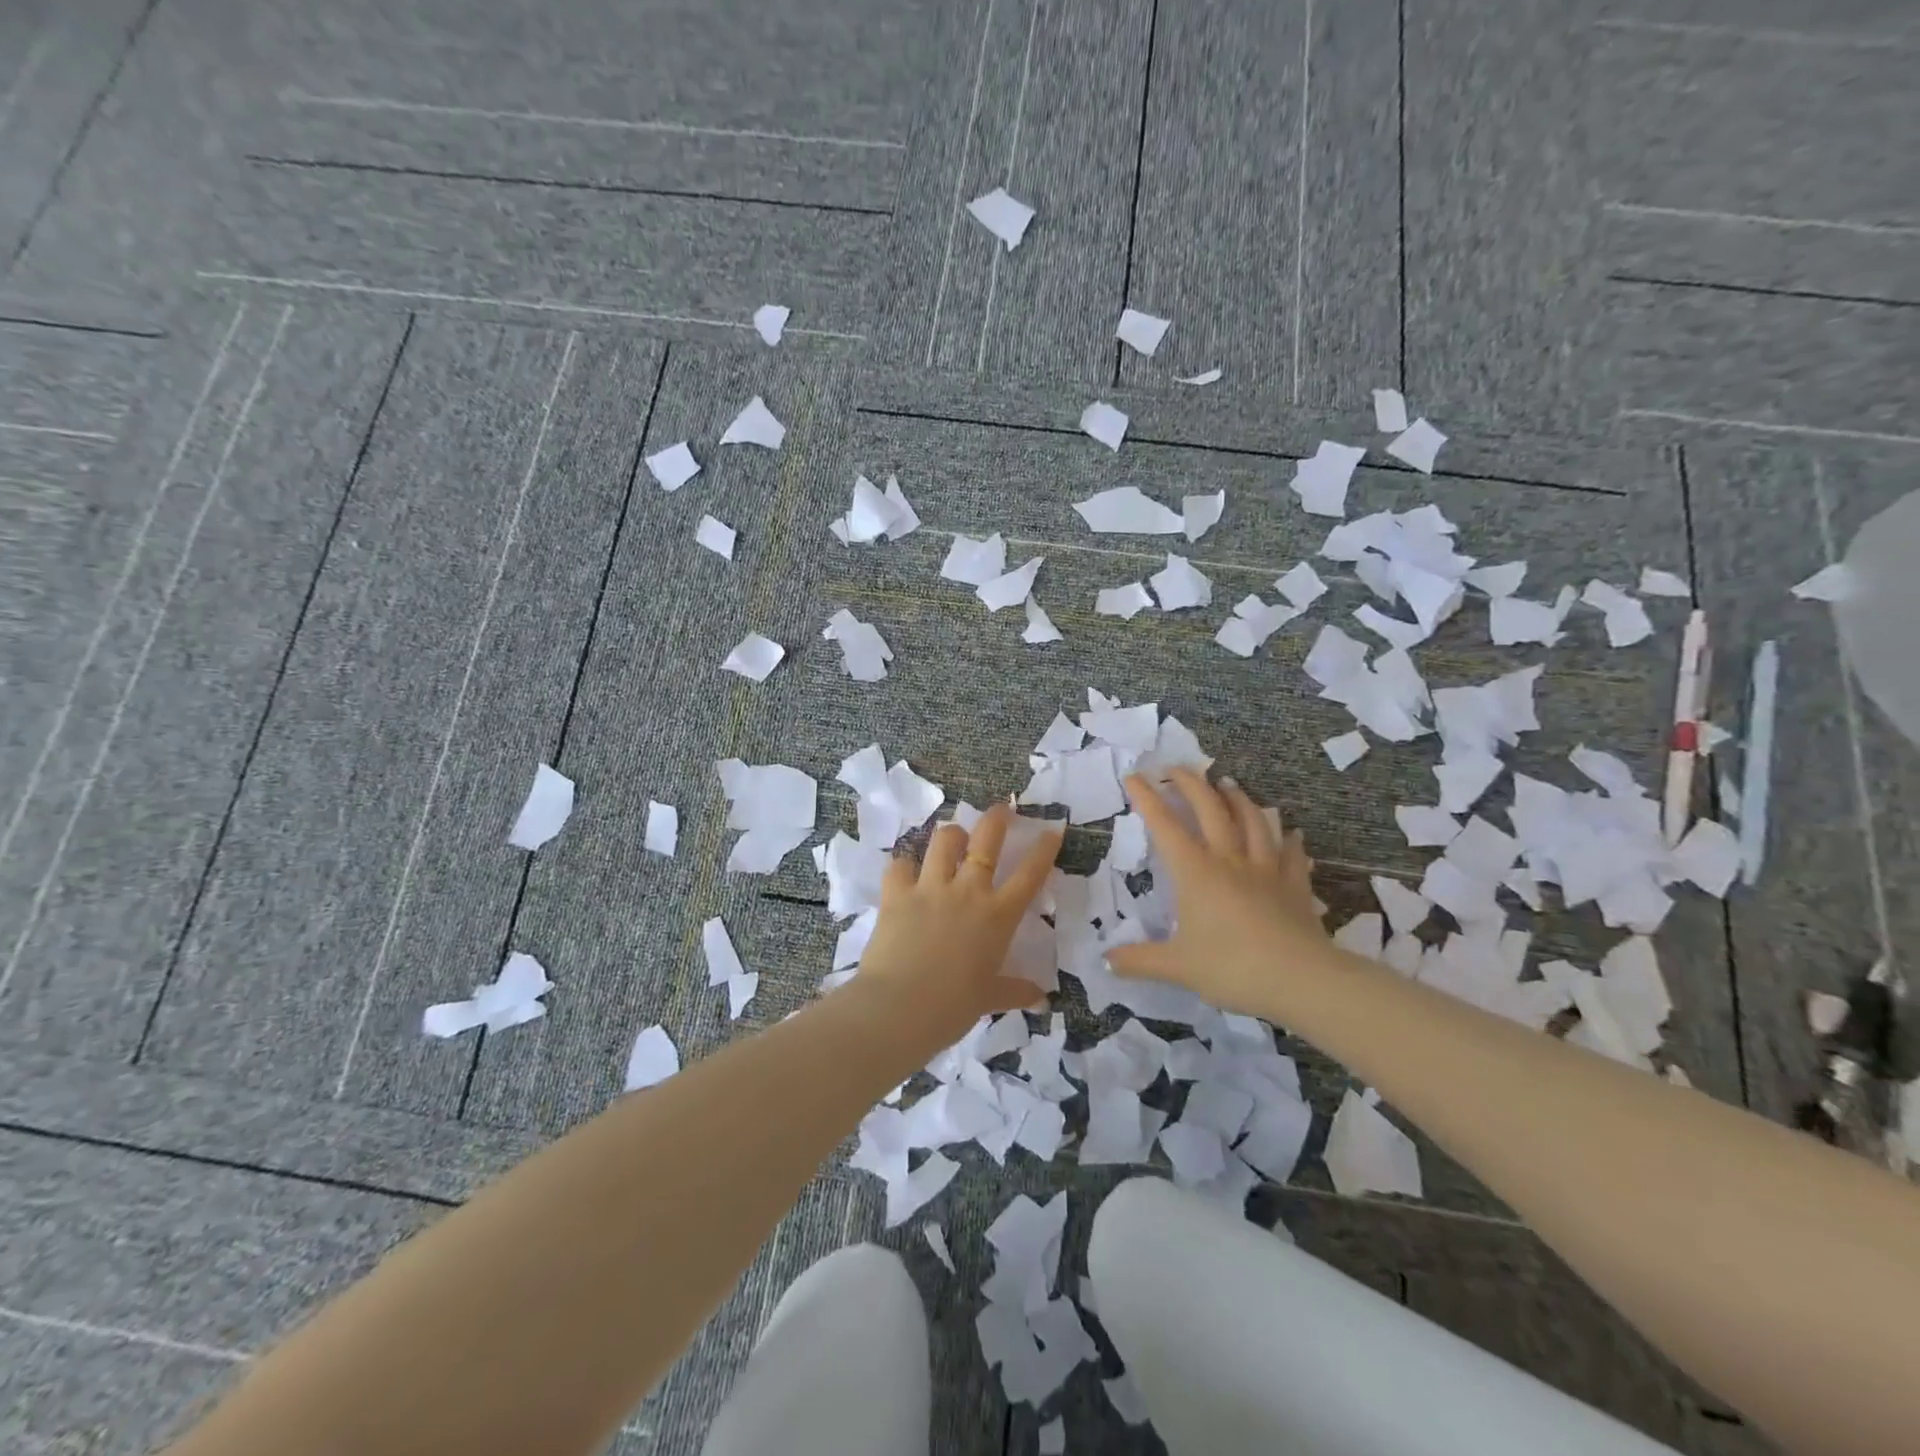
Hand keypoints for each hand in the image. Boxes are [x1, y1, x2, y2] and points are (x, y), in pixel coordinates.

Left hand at [855, 803, 1064, 1041]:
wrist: (900, 1007)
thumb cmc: (953, 1007)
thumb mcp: (989, 999)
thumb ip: (1014, 991)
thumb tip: (1041, 998)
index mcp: (997, 916)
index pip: (1029, 874)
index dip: (1044, 849)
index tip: (1052, 830)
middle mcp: (967, 891)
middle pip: (987, 839)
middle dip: (998, 818)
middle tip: (1003, 809)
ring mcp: (930, 887)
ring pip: (944, 840)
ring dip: (952, 834)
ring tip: (954, 836)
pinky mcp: (896, 892)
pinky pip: (899, 864)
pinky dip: (903, 864)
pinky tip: (904, 870)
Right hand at [1106, 769, 1330, 1018]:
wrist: (1301, 980)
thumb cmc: (1232, 968)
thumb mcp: (1177, 967)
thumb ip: (1139, 961)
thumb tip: (1105, 961)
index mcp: (1195, 873)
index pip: (1164, 826)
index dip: (1147, 798)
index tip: (1133, 776)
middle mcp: (1229, 860)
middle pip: (1209, 810)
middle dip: (1191, 784)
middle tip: (1177, 768)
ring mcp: (1266, 870)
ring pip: (1253, 822)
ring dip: (1238, 799)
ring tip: (1228, 784)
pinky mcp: (1295, 887)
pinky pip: (1292, 855)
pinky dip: (1289, 840)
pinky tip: (1291, 833)